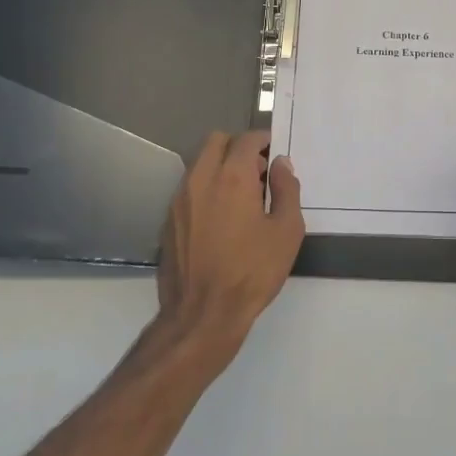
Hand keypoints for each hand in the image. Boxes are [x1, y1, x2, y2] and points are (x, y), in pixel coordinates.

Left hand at [156, 131, 303, 359]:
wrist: (203, 315)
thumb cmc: (252, 271)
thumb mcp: (287, 231)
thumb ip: (287, 190)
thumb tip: (281, 165)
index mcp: (232, 177)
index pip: (246, 140)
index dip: (264, 141)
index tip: (275, 154)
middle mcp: (200, 179)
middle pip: (216, 141)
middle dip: (238, 147)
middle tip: (258, 171)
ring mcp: (179, 199)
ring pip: (199, 164)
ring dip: (220, 167)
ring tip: (241, 197)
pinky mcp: (168, 220)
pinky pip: (188, 188)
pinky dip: (206, 189)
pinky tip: (221, 219)